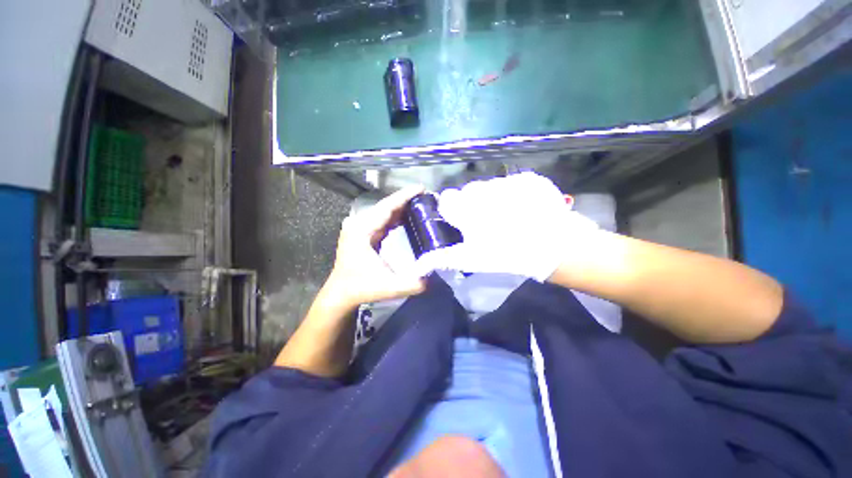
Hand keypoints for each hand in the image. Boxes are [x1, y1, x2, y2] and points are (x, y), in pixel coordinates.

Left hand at [323, 186, 427, 310]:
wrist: (341, 293)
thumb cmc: (361, 288)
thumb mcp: (388, 288)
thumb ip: (412, 284)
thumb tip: (432, 278)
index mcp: (362, 230)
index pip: (386, 207)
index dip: (404, 196)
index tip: (421, 188)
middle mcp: (359, 224)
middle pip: (386, 206)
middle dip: (406, 200)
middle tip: (427, 197)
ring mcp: (360, 227)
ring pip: (384, 212)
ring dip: (402, 207)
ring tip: (422, 204)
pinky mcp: (364, 233)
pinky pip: (382, 219)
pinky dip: (396, 216)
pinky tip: (408, 216)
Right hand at [414, 172, 599, 281]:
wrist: (554, 245)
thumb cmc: (505, 254)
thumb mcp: (471, 259)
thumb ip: (443, 258)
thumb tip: (418, 266)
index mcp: (465, 207)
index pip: (446, 199)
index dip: (452, 210)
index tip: (461, 221)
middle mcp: (481, 189)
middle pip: (467, 192)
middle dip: (471, 204)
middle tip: (486, 223)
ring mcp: (505, 181)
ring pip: (488, 186)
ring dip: (492, 198)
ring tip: (508, 216)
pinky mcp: (527, 178)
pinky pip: (511, 183)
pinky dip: (513, 193)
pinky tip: (524, 209)